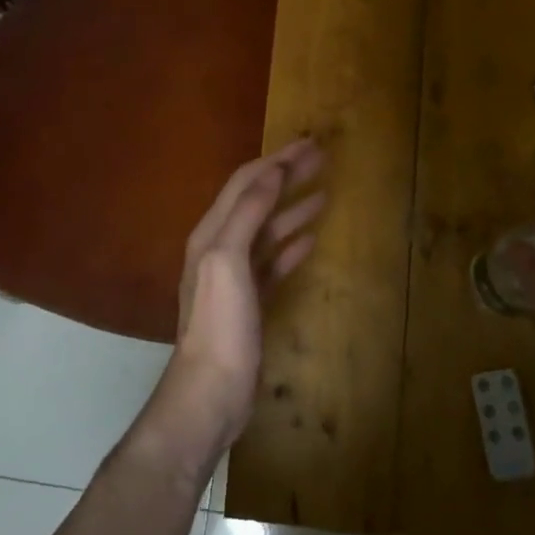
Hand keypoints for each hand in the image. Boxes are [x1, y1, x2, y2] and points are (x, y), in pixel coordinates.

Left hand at [162, 138, 324, 449]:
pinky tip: (311, 240)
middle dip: (287, 177)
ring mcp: (235, 276)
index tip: (308, 144)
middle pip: (258, 201)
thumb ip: (248, 213)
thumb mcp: (228, 260)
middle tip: (321, 158)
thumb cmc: (220, 323)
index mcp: (212, 233)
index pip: (245, 182)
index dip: (276, 160)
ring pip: (268, 231)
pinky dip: (290, 246)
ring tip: (323, 193)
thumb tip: (272, 173)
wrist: (211, 391)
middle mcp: (220, 247)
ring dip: (292, 209)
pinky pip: (273, 263)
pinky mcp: (251, 301)